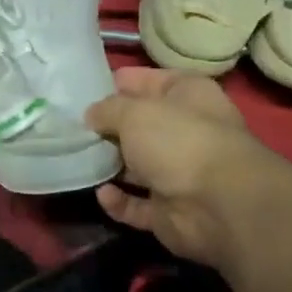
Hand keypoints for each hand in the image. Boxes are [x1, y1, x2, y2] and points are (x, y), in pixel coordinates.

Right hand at [84, 67, 291, 266]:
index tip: (85, 88)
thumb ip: (107, 109)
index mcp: (188, 96)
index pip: (151, 80)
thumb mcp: (134, 112)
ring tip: (77, 158)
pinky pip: (135, 204)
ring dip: (109, 164)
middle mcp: (186, 131)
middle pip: (141, 125)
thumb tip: (92, 115)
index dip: (121, 82)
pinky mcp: (169, 210)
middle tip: (72, 126)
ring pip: (136, 166)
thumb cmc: (178, 140)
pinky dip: (118, 201)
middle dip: (108, 127)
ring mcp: (179, 173)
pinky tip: (103, 193)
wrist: (219, 205)